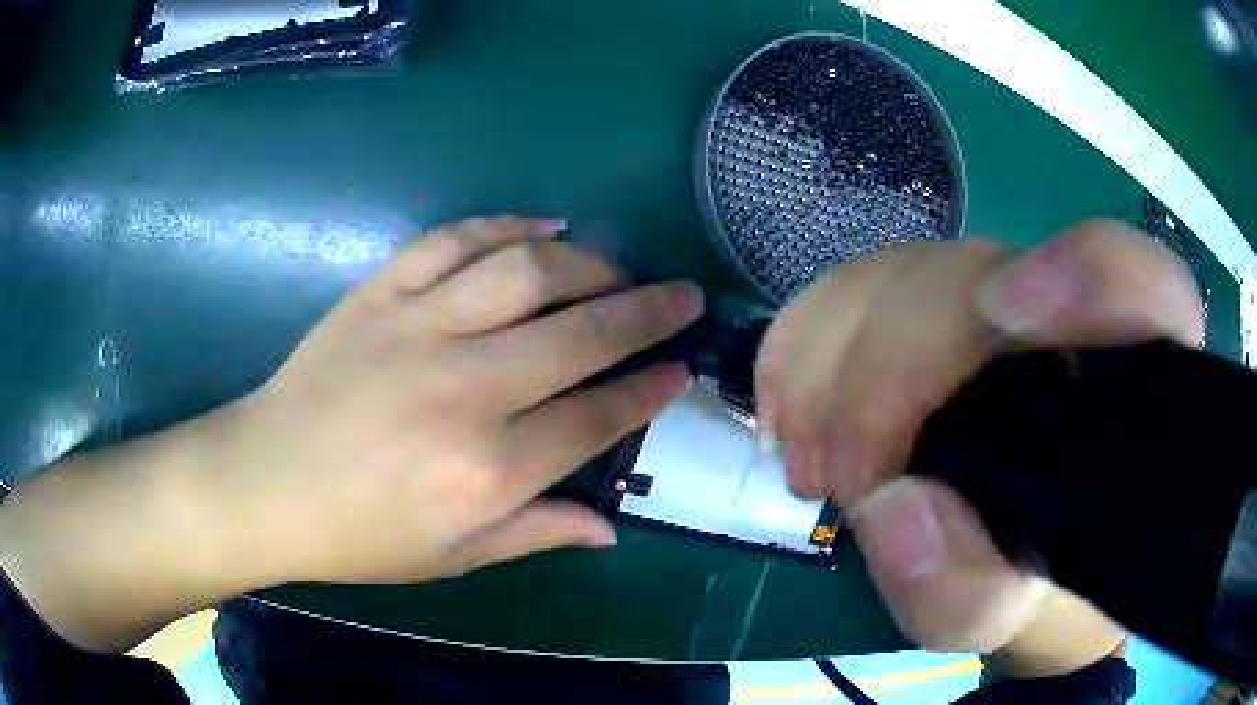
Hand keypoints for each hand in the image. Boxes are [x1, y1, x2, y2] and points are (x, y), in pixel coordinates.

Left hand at [0, 216, 702, 650]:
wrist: (265, 484)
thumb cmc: (359, 536)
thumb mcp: (453, 557)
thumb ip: (536, 531)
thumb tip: (609, 527)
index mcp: (487, 468)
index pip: (598, 415)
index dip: (650, 388)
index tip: (682, 368)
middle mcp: (465, 388)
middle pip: (582, 333)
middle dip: (648, 311)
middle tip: (683, 296)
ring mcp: (418, 328)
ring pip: (528, 271)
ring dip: (588, 263)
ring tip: (616, 269)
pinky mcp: (380, 293)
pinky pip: (455, 240)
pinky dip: (507, 225)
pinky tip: (544, 227)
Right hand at [756, 219, 1200, 671]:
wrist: (1015, 565)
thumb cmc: (1031, 590)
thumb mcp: (1005, 617)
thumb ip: (965, 590)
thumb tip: (890, 507)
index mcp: (1126, 382)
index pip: (1136, 280)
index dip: (1081, 273)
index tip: (1006, 321)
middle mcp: (1068, 316)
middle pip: (972, 277)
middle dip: (884, 373)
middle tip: (837, 481)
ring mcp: (998, 297)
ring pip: (900, 272)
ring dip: (828, 363)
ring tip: (810, 463)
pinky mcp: (936, 306)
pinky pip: (856, 284)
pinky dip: (804, 339)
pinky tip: (789, 406)